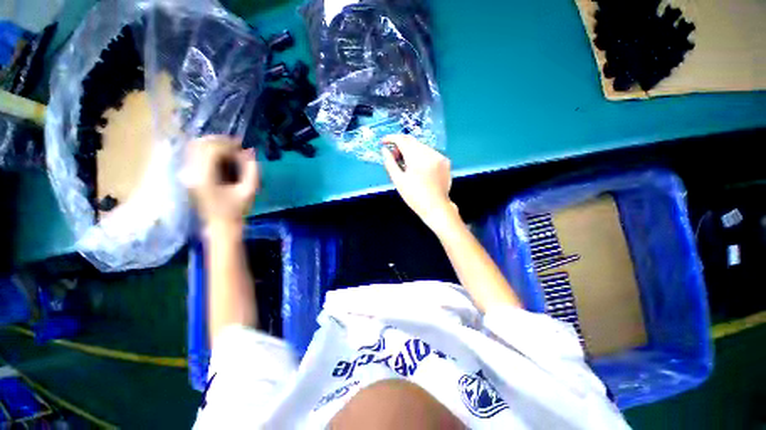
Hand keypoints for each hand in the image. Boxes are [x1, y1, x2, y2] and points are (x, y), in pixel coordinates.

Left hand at [184, 135, 258, 228]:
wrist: (221, 225)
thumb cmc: (237, 210)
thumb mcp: (250, 191)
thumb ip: (252, 170)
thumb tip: (249, 151)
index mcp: (204, 177)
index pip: (211, 149)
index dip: (227, 144)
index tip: (242, 145)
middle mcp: (191, 172)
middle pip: (200, 145)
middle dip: (219, 141)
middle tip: (236, 146)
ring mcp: (187, 173)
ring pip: (195, 147)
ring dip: (213, 145)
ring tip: (230, 150)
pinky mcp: (188, 175)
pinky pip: (195, 154)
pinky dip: (208, 151)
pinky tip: (221, 157)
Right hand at [381, 135, 459, 233]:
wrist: (436, 207)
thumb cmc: (414, 196)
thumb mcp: (398, 180)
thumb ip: (390, 163)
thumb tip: (384, 150)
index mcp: (417, 157)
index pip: (402, 140)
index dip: (391, 138)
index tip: (383, 142)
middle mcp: (430, 152)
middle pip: (412, 141)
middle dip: (400, 145)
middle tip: (394, 157)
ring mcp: (440, 156)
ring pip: (421, 146)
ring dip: (411, 151)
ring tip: (406, 164)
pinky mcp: (445, 161)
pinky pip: (430, 153)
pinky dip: (421, 155)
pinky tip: (418, 167)